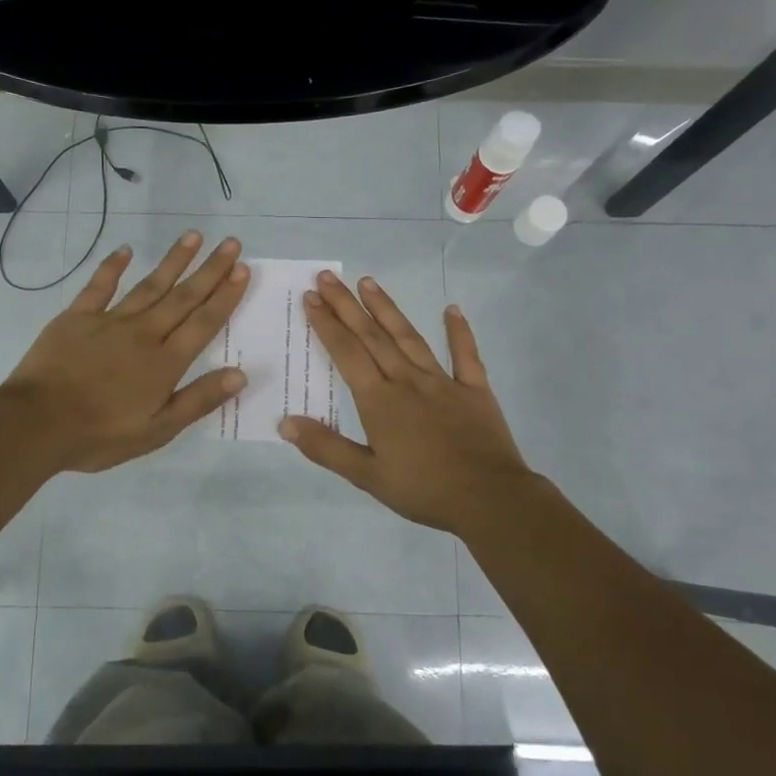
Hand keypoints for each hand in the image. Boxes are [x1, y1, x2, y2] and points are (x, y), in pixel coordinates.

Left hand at [0, 231, 249, 472]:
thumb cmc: (100, 435)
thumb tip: (240, 374)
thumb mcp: (157, 430)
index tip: (243, 269)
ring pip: (149, 285)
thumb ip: (198, 400)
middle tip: (231, 243)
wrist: (36, 424)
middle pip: (182, 297)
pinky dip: (112, 267)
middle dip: (210, 270)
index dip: (225, 296)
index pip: (203, 323)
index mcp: (165, 363)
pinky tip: (125, 250)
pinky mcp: (77, 318)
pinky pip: (99, 286)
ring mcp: (109, 321)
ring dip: (173, 261)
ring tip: (193, 236)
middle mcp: (143, 334)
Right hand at [280, 271, 540, 535]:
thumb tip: (286, 422)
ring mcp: (443, 382)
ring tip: (368, 282)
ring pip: (410, 337)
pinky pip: (465, 355)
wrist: (489, 499)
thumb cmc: (423, 490)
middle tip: (328, 277)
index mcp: (380, 401)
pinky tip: (452, 309)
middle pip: (372, 336)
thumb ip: (326, 447)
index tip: (311, 298)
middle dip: (347, 305)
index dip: (327, 324)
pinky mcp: (475, 390)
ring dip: (387, 308)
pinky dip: (459, 331)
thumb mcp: (367, 476)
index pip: (347, 353)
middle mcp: (408, 381)